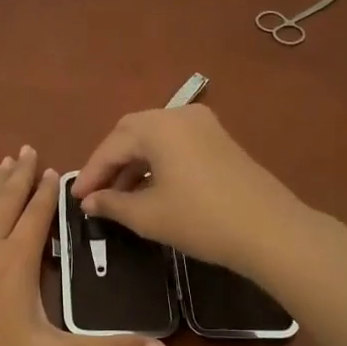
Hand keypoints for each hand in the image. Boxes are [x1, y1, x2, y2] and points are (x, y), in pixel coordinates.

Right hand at [71, 105, 305, 271]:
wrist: (270, 231)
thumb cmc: (201, 220)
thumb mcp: (148, 215)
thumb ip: (112, 204)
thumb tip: (89, 202)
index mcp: (158, 126)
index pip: (112, 146)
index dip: (91, 173)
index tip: (76, 198)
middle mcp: (179, 114)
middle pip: (132, 133)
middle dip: (110, 163)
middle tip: (95, 193)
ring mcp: (204, 125)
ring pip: (155, 138)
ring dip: (133, 163)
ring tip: (120, 197)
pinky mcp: (220, 140)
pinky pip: (176, 144)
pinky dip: (157, 162)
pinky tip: (150, 189)